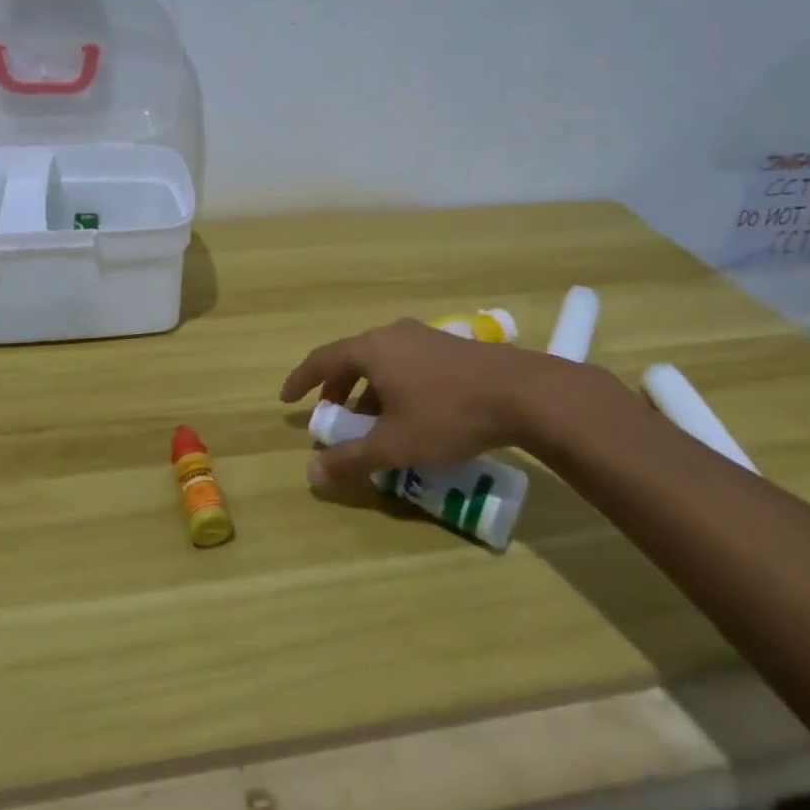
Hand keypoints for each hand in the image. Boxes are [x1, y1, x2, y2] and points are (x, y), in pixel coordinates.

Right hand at [279, 318, 611, 484]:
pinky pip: (406, 364)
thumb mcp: (395, 445)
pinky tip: (410, 415)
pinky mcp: (451, 348)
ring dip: (367, 391)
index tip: (287, 400)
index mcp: (372, 349)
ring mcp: (424, 338)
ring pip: (382, 363)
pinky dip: (393, 387)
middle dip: (337, 390)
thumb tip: (311, 474)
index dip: (301, 380)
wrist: (523, 393)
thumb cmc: (448, 414)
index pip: (322, 359)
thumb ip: (351, 459)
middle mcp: (394, 335)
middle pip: (352, 359)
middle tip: (332, 418)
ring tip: (372, 424)